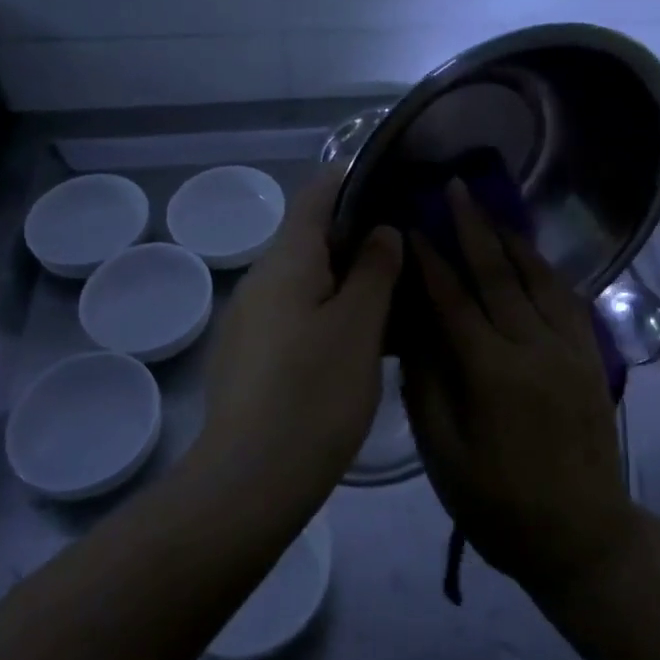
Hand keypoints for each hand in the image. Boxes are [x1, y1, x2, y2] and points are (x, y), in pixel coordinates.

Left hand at [196, 167, 402, 493]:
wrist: (249, 482)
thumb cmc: (314, 394)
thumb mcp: (359, 326)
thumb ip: (374, 270)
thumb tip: (382, 230)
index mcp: (287, 260)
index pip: (317, 193)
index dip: (353, 177)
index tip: (394, 180)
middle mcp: (262, 278)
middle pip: (312, 235)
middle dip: (359, 231)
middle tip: (409, 243)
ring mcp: (251, 317)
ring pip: (306, 276)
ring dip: (347, 275)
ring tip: (396, 290)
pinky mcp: (250, 353)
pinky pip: (296, 311)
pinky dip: (329, 308)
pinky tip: (361, 338)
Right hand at [403, 179, 635, 598]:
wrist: (584, 538)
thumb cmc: (500, 505)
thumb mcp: (445, 456)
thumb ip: (427, 385)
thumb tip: (414, 328)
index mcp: (493, 374)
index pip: (454, 300)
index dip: (431, 259)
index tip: (413, 225)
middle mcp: (535, 348)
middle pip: (498, 274)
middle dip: (473, 227)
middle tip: (455, 188)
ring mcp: (570, 349)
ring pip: (538, 277)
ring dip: (511, 239)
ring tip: (490, 209)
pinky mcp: (590, 357)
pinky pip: (568, 299)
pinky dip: (545, 269)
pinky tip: (530, 256)